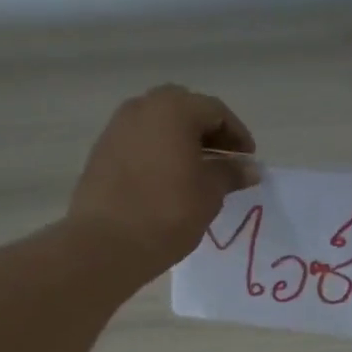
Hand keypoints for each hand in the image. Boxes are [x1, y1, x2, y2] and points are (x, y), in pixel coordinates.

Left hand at [69, 85, 255, 278]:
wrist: (105, 244)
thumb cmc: (168, 213)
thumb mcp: (210, 193)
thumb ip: (230, 173)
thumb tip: (250, 169)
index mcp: (174, 109)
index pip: (216, 112)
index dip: (237, 135)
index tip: (248, 160)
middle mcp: (142, 107)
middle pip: (184, 111)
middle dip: (207, 133)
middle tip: (223, 161)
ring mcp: (117, 128)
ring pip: (158, 125)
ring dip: (181, 142)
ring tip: (197, 173)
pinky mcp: (101, 152)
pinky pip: (139, 143)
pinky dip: (158, 153)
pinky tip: (167, 181)